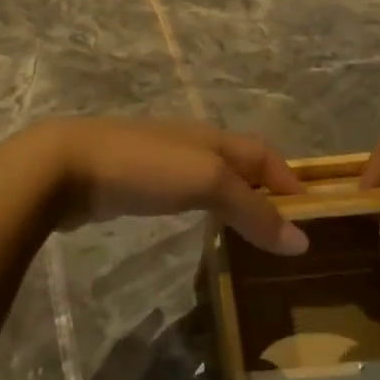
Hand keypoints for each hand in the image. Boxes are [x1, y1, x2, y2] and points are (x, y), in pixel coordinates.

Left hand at [29, 118, 309, 254]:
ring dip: (235, 203)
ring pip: (212, 180)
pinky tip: (202, 230)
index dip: (290, 180)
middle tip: (285, 232)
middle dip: (266, 192)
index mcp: (213, 138)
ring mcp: (161, 163)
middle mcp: (191, 145)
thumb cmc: (143, 167)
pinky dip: (205, 211)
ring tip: (252, 236)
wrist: (65, 167)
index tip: (313, 216)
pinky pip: (184, 195)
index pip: (265, 154)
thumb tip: (300, 241)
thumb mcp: (206, 181)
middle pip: (240, 165)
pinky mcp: (136, 184)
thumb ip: (252, 209)